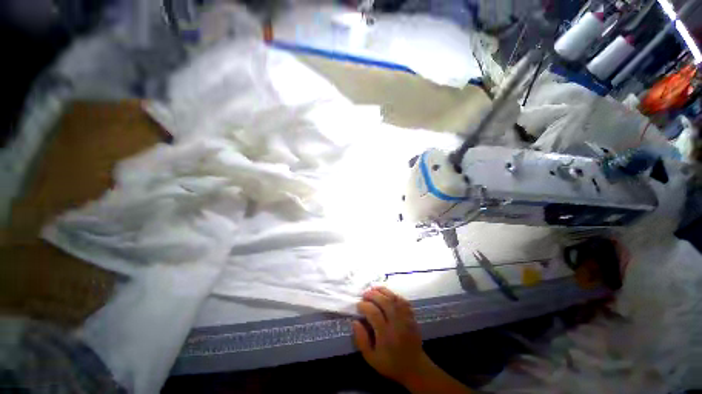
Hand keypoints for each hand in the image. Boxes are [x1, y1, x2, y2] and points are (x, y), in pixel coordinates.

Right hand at [353, 287, 431, 385]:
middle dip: (373, 295)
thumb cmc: (390, 363)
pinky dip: (394, 294)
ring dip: (383, 291)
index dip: (365, 306)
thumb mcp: (371, 358)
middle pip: (385, 302)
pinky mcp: (412, 316)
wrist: (414, 367)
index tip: (358, 305)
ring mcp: (406, 318)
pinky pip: (403, 300)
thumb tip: (355, 322)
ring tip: (374, 289)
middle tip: (365, 294)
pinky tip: (387, 294)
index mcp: (386, 335)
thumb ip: (361, 340)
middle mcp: (397, 324)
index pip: (374, 313)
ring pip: (394, 299)